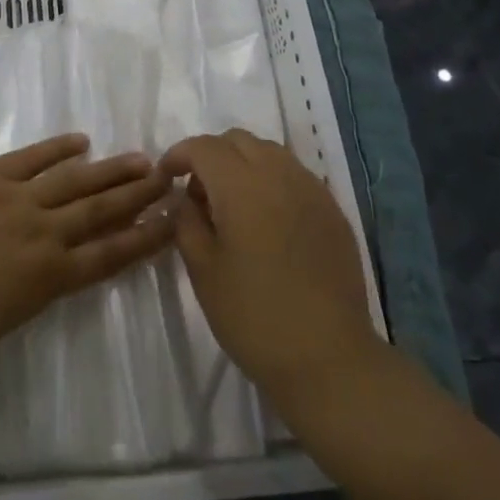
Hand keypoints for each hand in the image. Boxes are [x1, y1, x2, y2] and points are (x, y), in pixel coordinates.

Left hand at [0, 134, 175, 371]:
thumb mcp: (1, 319)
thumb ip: (32, 288)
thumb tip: (50, 266)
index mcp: (47, 281)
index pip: (108, 256)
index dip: (142, 239)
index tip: (170, 223)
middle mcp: (43, 236)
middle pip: (100, 211)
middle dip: (137, 196)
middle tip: (168, 178)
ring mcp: (16, 200)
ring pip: (74, 180)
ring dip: (110, 169)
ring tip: (141, 158)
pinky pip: (31, 157)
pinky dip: (58, 148)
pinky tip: (81, 141)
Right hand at [164, 130, 379, 401]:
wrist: (328, 358)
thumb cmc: (254, 316)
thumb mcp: (203, 270)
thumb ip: (187, 221)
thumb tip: (185, 198)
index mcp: (241, 185)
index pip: (203, 147)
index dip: (179, 155)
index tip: (166, 178)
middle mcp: (279, 174)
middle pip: (237, 140)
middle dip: (211, 155)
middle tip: (199, 194)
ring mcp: (312, 189)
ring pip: (269, 152)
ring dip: (243, 164)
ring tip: (234, 205)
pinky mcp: (333, 210)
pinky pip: (295, 175)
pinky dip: (272, 181)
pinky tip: (268, 220)